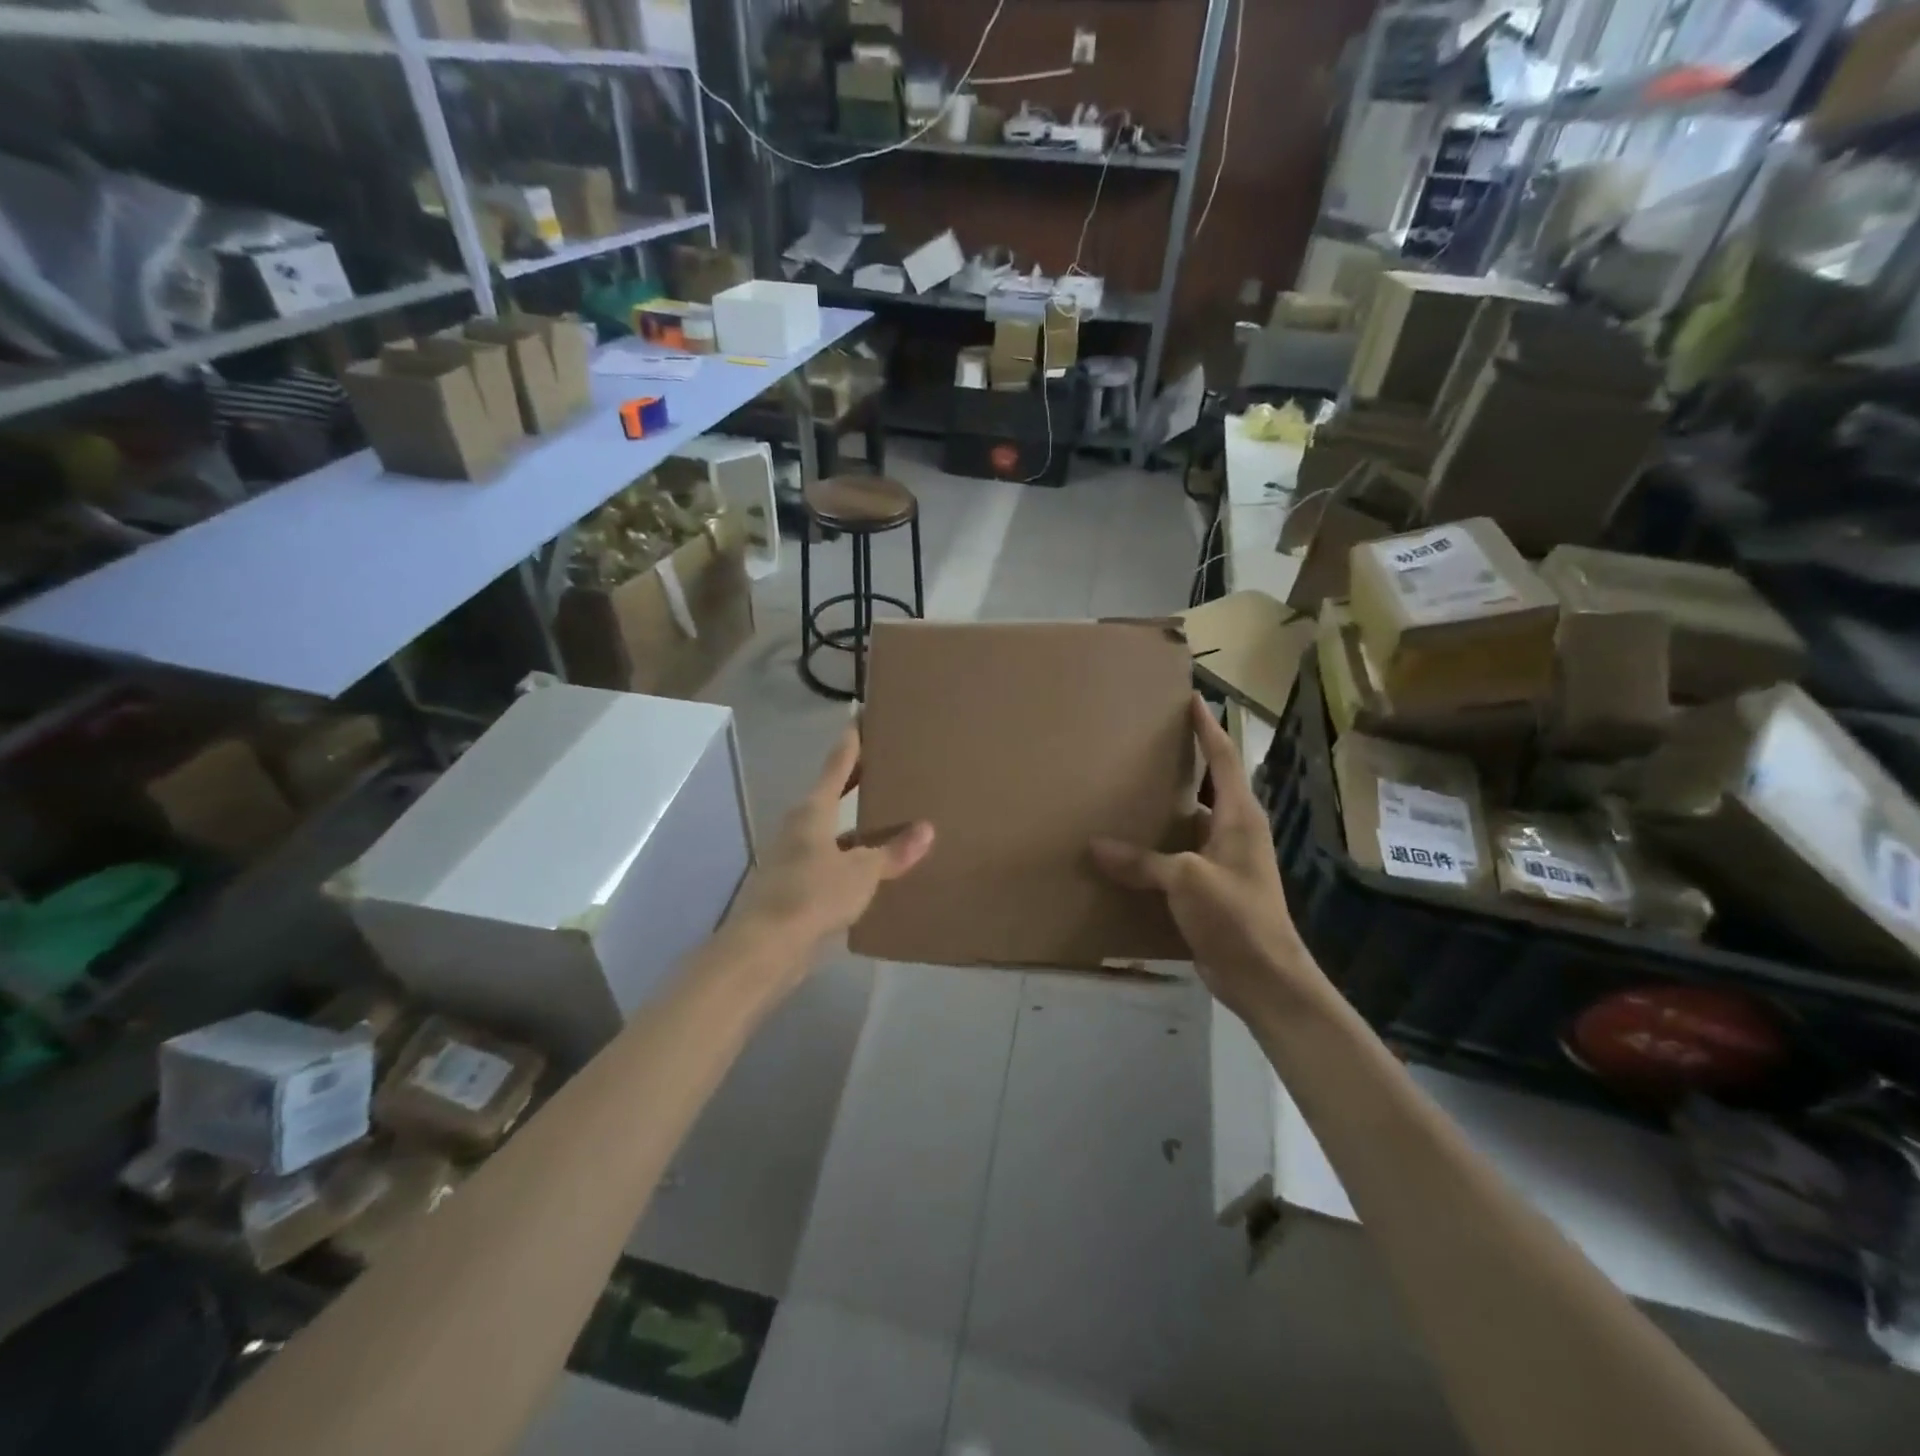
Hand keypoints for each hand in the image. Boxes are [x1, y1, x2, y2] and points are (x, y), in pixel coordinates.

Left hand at [733, 724, 934, 949]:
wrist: (766, 947)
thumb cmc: (813, 895)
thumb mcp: (862, 872)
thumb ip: (893, 852)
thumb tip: (927, 829)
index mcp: (813, 811)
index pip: (836, 766)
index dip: (851, 742)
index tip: (860, 717)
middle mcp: (800, 827)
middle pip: (831, 794)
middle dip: (855, 780)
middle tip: (883, 763)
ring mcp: (795, 856)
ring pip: (832, 830)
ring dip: (855, 823)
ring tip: (887, 816)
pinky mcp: (796, 885)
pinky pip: (831, 860)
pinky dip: (851, 856)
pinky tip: (872, 865)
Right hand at [1090, 695, 1324, 1019]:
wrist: (1265, 977)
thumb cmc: (1237, 916)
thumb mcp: (1187, 880)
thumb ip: (1142, 861)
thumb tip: (1095, 846)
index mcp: (1239, 817)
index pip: (1223, 759)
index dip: (1208, 728)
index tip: (1192, 699)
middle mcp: (1233, 831)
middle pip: (1206, 787)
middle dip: (1181, 764)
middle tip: (1144, 744)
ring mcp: (1223, 861)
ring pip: (1188, 824)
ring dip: (1162, 811)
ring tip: (1125, 793)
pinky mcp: (1210, 888)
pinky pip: (1177, 856)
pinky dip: (1154, 850)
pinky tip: (1126, 851)